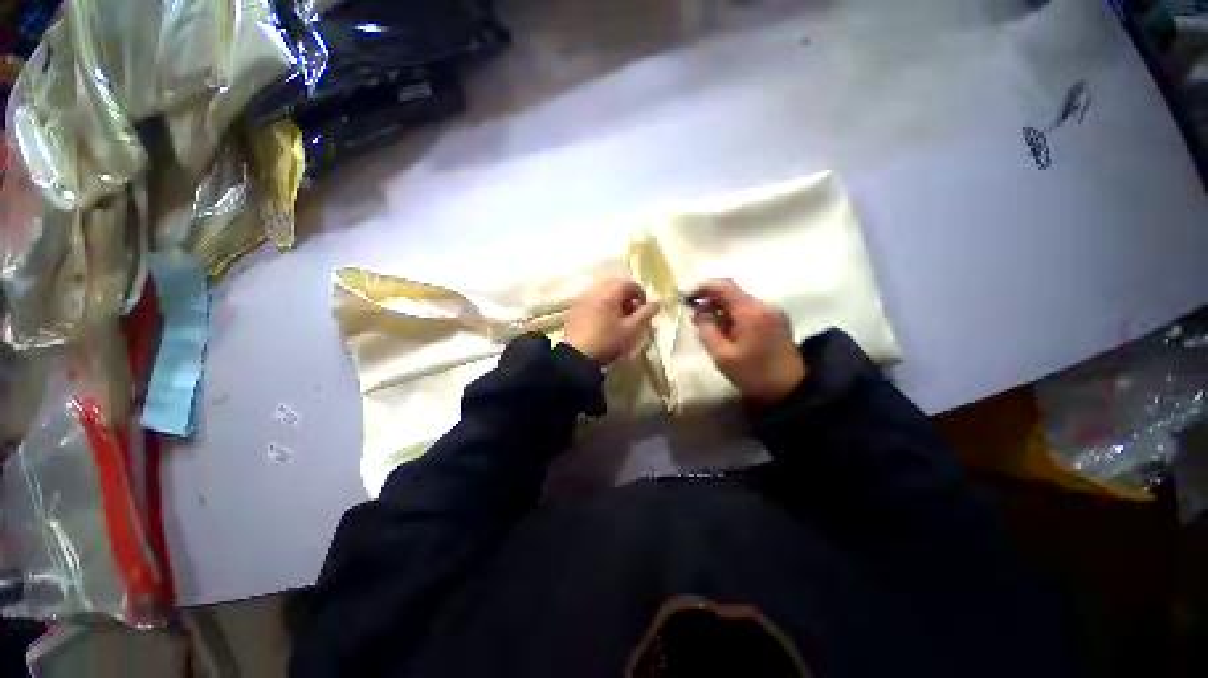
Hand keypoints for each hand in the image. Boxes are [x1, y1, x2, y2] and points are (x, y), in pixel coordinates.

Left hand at [563, 279, 659, 365]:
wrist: (577, 357)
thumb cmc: (607, 341)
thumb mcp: (631, 330)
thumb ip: (646, 314)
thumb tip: (657, 303)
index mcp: (609, 292)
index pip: (629, 284)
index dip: (641, 295)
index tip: (644, 310)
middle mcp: (594, 290)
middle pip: (615, 285)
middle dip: (626, 297)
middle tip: (631, 314)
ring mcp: (581, 298)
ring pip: (602, 292)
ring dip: (613, 301)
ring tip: (617, 319)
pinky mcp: (573, 308)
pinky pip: (591, 300)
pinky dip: (601, 305)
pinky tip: (602, 322)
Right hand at [687, 279, 806, 403]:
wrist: (791, 390)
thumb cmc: (753, 374)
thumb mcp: (722, 356)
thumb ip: (707, 331)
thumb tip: (700, 313)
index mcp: (751, 312)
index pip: (723, 286)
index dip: (702, 287)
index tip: (686, 298)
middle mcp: (764, 305)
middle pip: (732, 293)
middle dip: (710, 301)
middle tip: (694, 316)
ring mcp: (772, 312)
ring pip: (740, 302)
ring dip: (721, 309)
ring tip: (707, 326)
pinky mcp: (776, 320)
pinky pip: (749, 310)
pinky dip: (733, 315)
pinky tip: (726, 331)